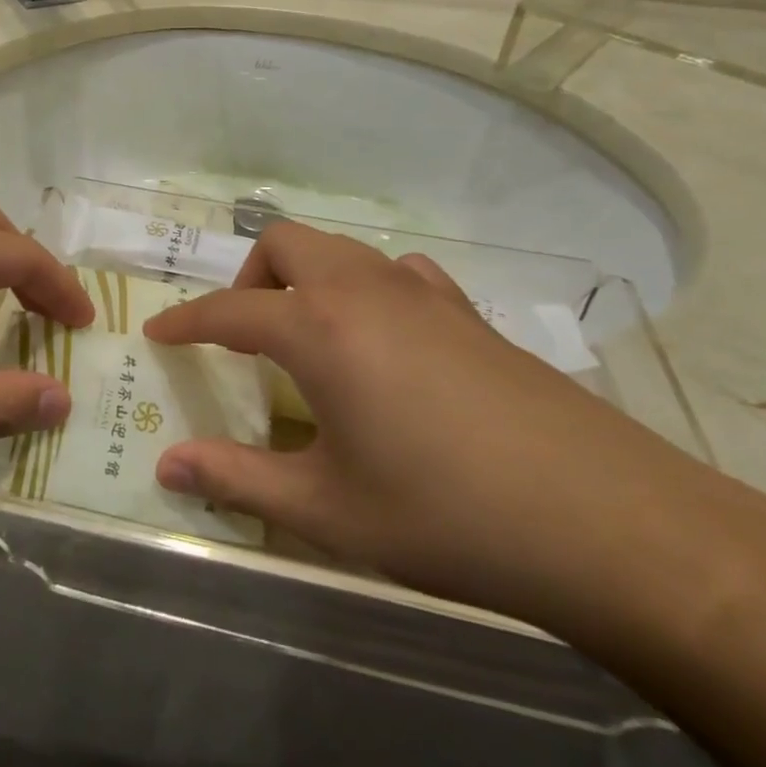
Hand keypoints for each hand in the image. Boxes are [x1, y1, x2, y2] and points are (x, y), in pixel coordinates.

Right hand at [144, 221, 730, 629]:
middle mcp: (364, 290)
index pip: (229, 310)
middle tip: (245, 337)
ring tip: (308, 338)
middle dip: (250, 278)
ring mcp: (423, 293)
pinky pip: (397, 272)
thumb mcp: (327, 510)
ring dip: (306, 277)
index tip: (158, 333)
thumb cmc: (446, 515)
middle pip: (285, 244)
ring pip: (341, 250)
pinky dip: (368, 288)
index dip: (186, 321)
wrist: (607, 522)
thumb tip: (166, 466)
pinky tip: (384, 340)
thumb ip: (237, 480)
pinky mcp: (469, 312)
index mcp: (319, 329)